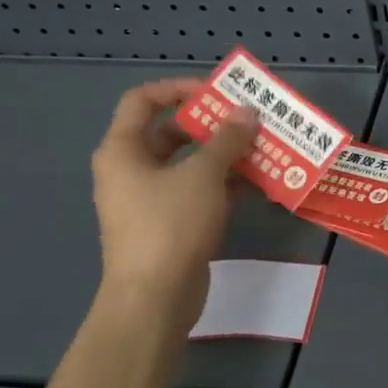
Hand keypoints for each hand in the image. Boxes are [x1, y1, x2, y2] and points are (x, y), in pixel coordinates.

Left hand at [89, 79, 258, 329]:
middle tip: (249, 119)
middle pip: (171, 132)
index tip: (217, 92)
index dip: (178, 88)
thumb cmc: (170, 225)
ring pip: (189, 163)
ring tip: (263, 147)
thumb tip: (247, 112)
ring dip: (225, 154)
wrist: (154, 299)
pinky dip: (225, 183)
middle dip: (212, 123)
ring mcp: (150, 199)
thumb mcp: (203, 175)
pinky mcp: (169, 224)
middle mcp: (131, 171)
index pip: (143, 101)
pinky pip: (198, 190)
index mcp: (123, 151)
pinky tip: (260, 182)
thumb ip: (228, 139)